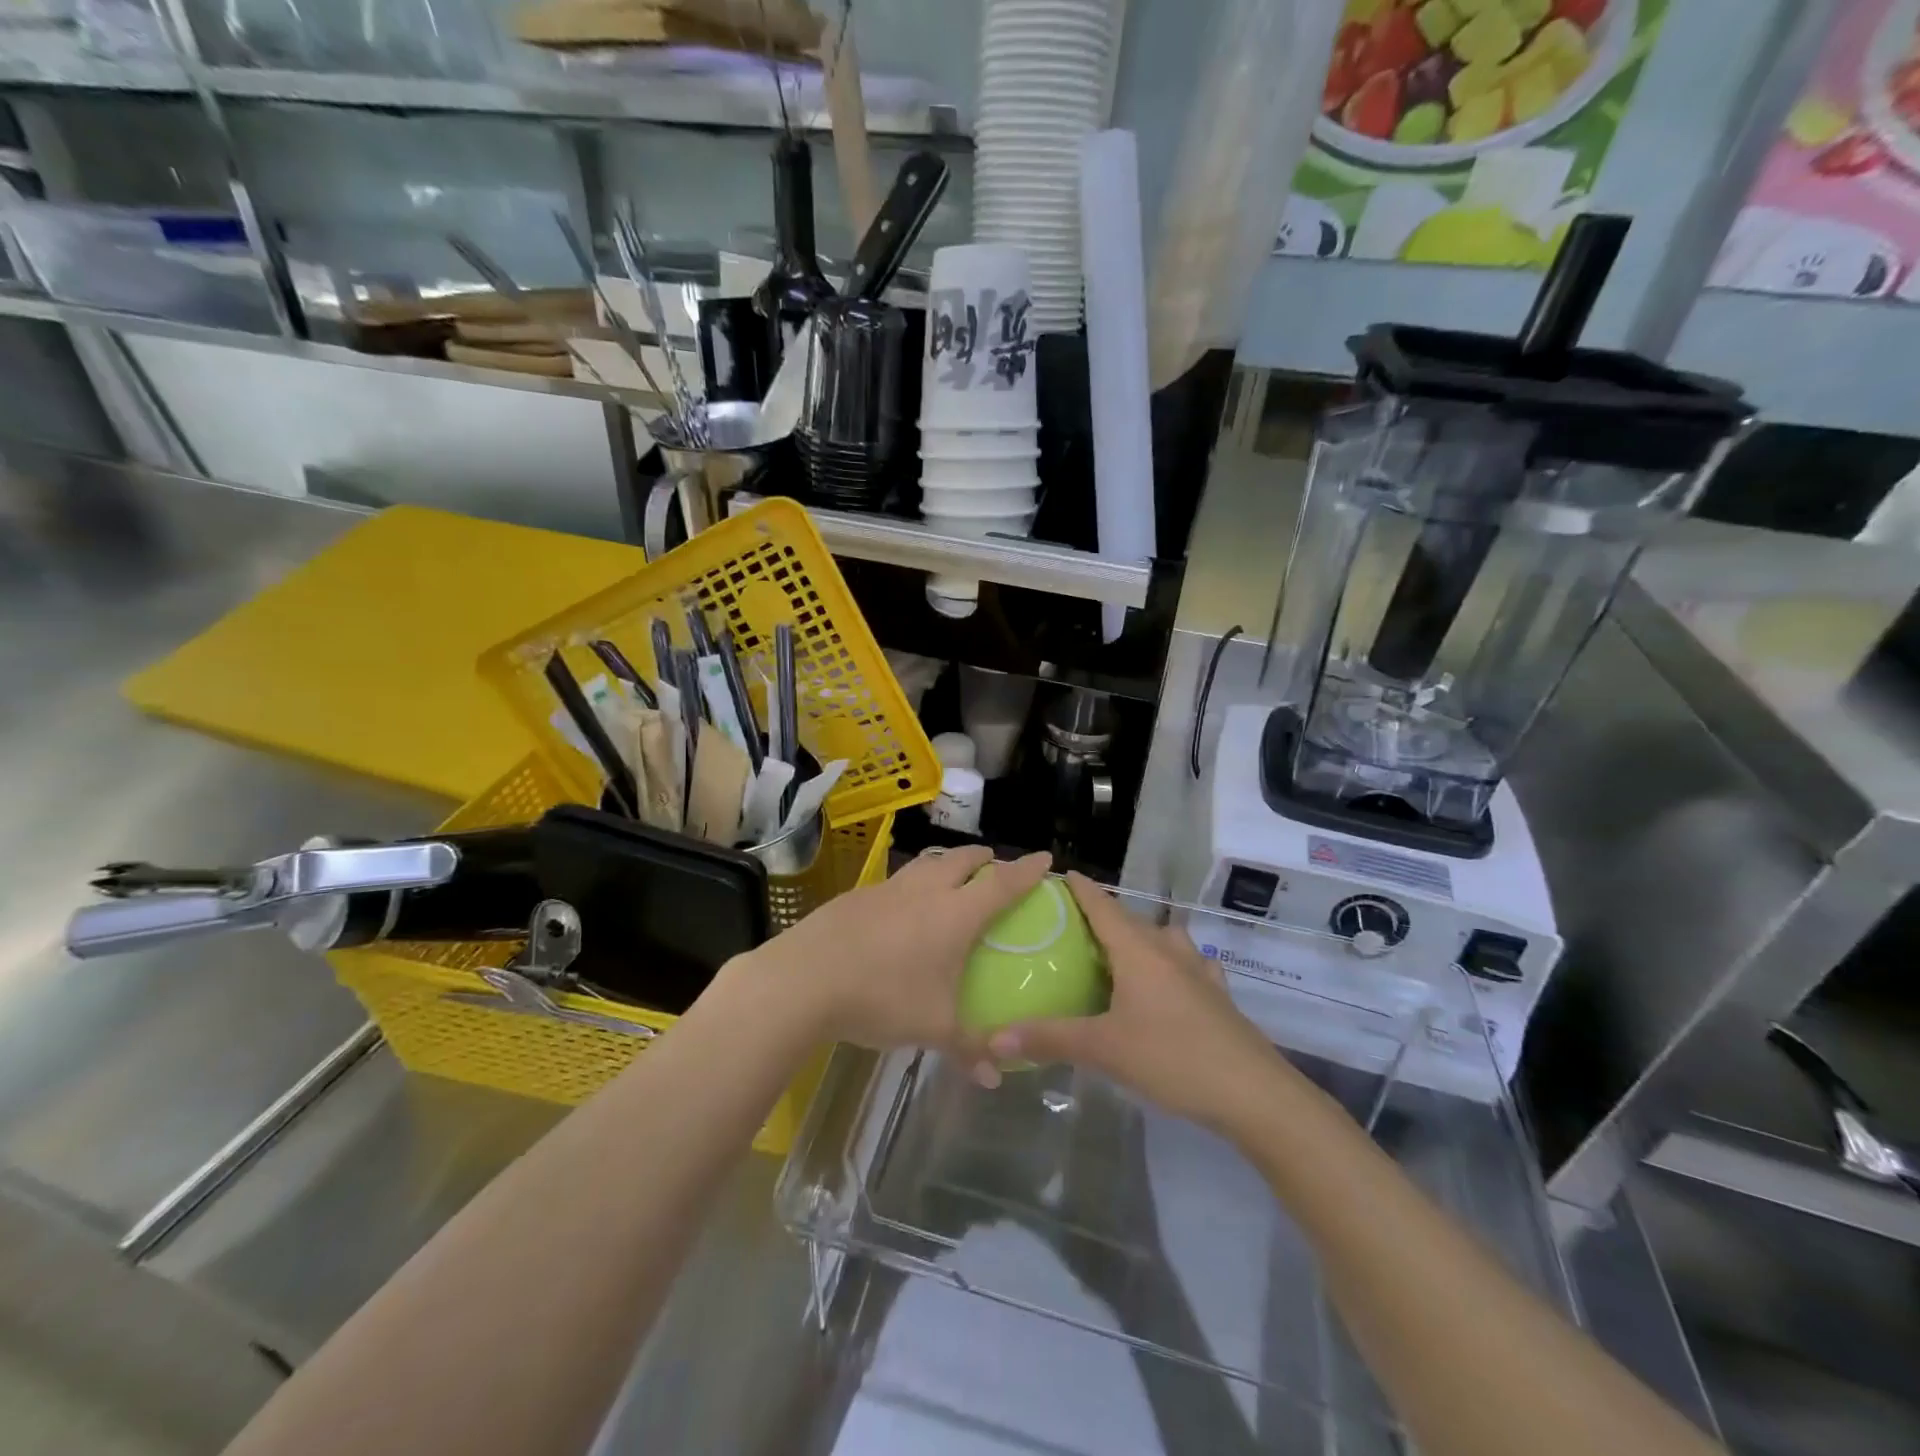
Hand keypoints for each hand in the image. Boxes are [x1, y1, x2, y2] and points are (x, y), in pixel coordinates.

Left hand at [752, 845, 1052, 1051]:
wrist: (805, 979)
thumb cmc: (882, 998)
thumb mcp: (933, 1029)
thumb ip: (969, 1049)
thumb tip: (996, 1076)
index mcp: (955, 915)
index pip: (1002, 883)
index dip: (1026, 870)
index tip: (1045, 857)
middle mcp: (926, 891)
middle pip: (963, 860)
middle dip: (985, 858)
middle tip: (996, 867)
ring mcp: (888, 889)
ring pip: (927, 864)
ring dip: (947, 864)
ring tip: (952, 876)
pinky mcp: (857, 896)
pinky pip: (896, 881)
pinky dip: (912, 884)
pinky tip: (902, 908)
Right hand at [985, 872, 1284, 1131]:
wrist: (1254, 1094)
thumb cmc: (1173, 1058)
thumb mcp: (1104, 1049)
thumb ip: (1050, 1038)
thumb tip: (994, 1037)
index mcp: (1138, 951)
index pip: (1103, 906)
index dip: (1081, 889)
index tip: (1059, 873)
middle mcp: (1168, 951)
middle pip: (1132, 922)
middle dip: (1103, 917)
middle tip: (1072, 925)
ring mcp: (1199, 972)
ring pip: (1163, 941)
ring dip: (1140, 939)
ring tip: (1118, 953)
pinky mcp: (1218, 996)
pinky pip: (1188, 966)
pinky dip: (1171, 966)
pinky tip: (1170, 982)